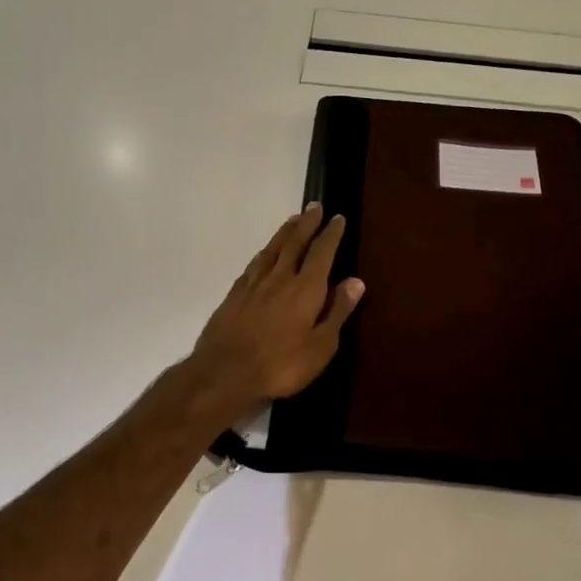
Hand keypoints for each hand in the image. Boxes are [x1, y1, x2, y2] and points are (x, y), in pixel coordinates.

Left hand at [180, 203, 364, 427]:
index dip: (330, 234)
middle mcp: (279, 278)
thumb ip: (337, 311)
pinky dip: (263, 254)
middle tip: (314, 206)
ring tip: (292, 220)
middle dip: (306, 224)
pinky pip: (253, 265)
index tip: (337, 217)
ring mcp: (253, 285)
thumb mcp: (321, 345)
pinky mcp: (234, 296)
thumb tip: (356, 281)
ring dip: (284, 233)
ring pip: (272, 250)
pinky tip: (264, 254)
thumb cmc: (281, 365)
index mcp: (305, 289)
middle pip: (294, 243)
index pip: (322, 253)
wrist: (224, 374)